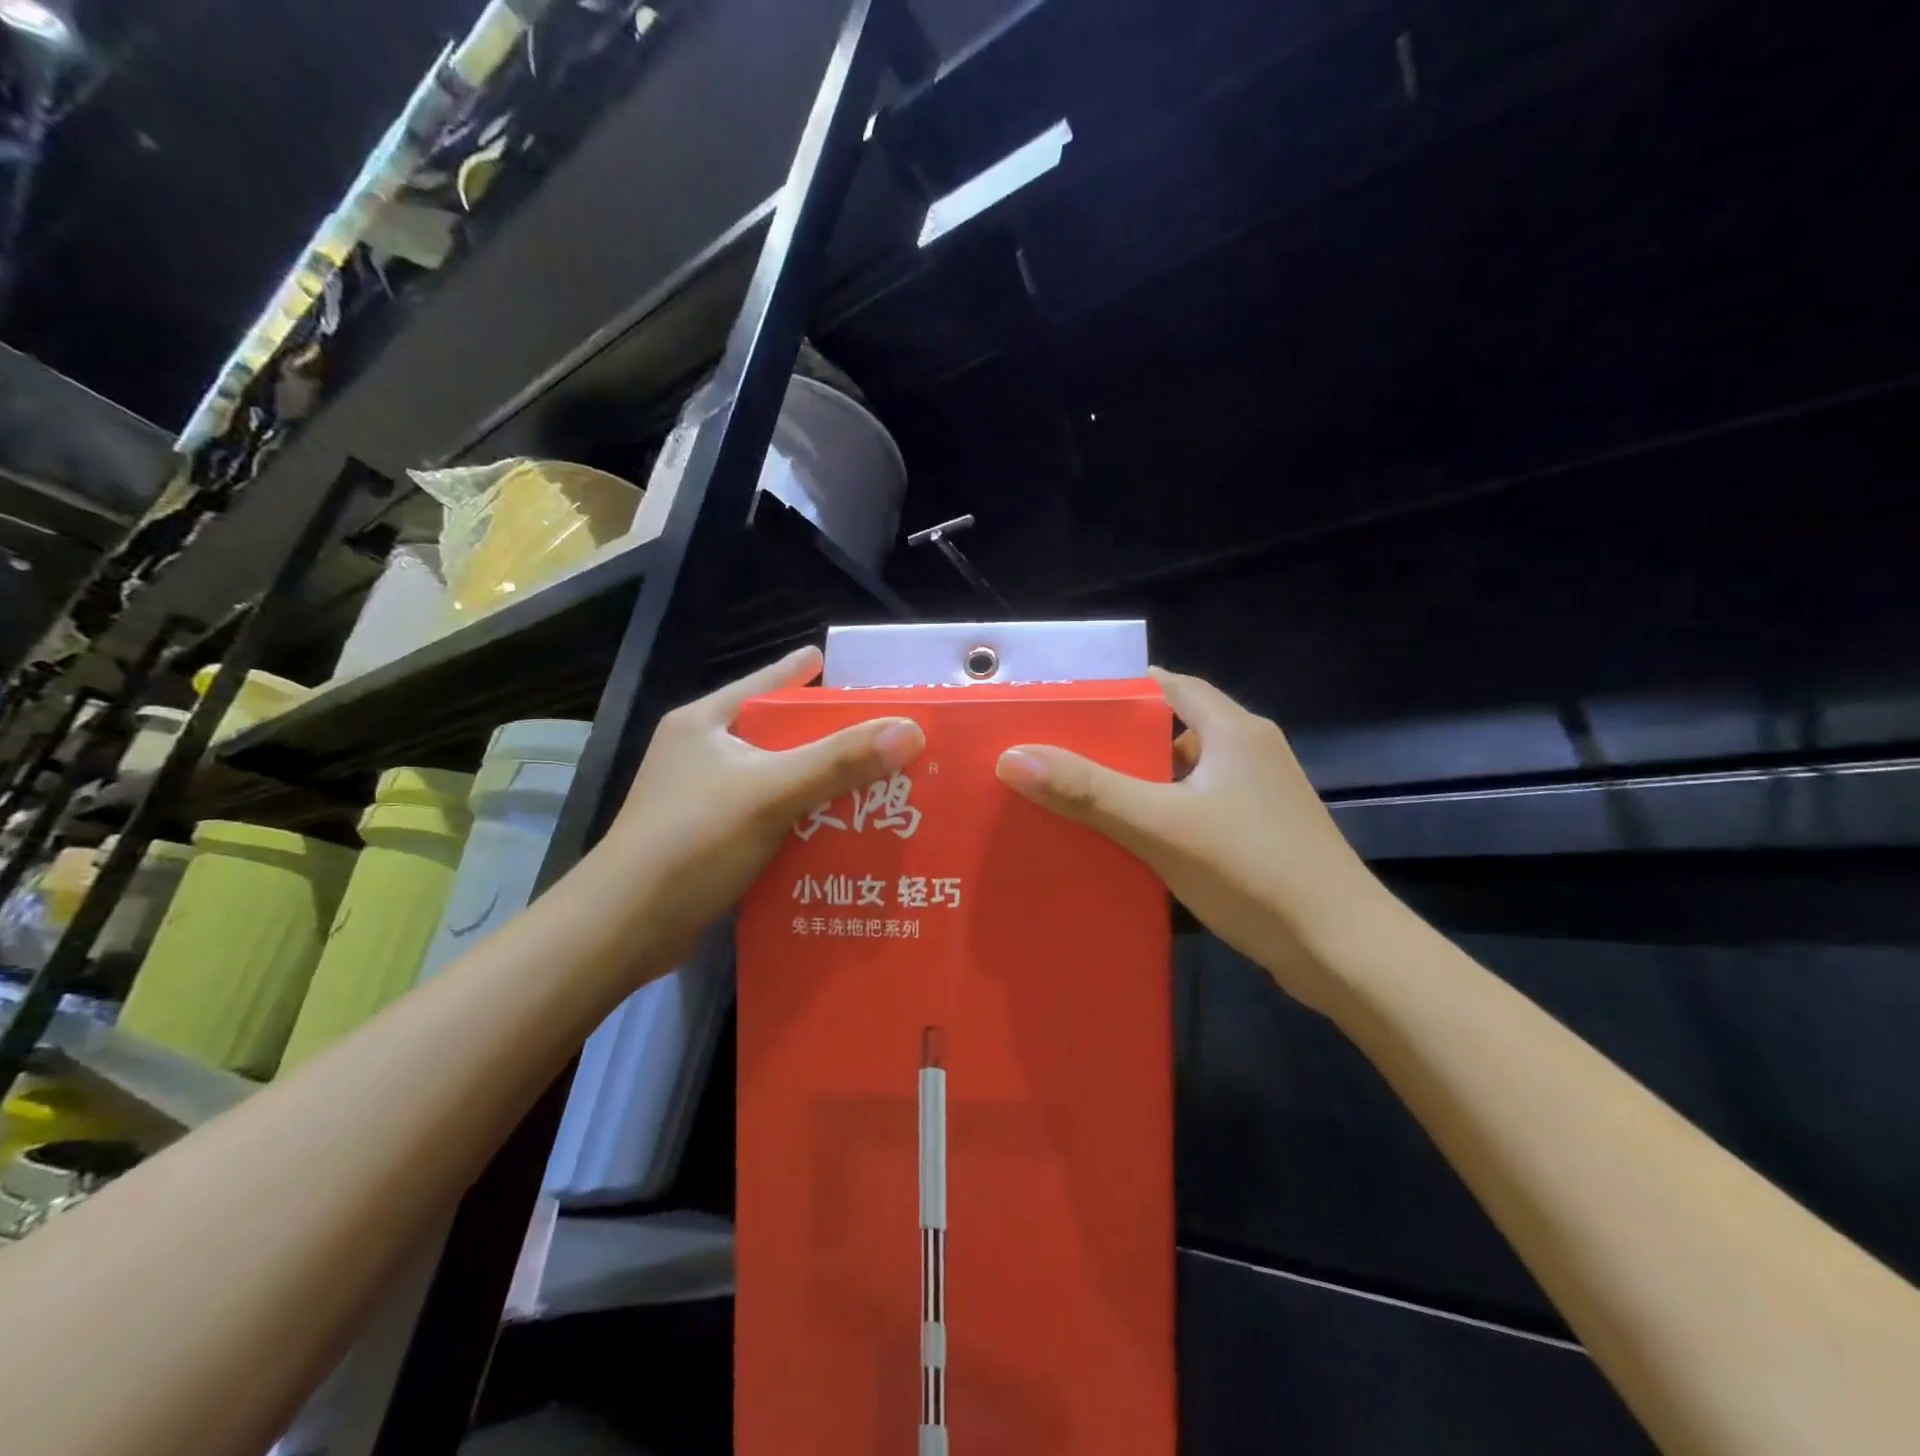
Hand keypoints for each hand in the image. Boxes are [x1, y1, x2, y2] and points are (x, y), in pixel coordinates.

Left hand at [602, 645, 923, 968]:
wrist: (623, 928)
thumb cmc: (692, 841)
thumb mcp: (771, 792)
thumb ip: (840, 761)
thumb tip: (911, 730)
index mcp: (705, 723)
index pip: (765, 682)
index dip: (803, 674)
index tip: (839, 668)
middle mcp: (701, 754)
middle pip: (777, 734)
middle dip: (827, 737)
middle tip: (880, 737)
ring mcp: (701, 799)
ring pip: (776, 779)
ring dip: (819, 784)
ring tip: (874, 785)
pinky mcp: (708, 841)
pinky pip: (769, 818)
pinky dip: (802, 822)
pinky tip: (839, 834)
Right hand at [995, 668, 1393, 1012]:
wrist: (1346, 953)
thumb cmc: (1254, 871)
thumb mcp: (1161, 826)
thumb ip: (1088, 791)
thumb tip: (1013, 756)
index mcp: (1234, 730)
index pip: (1168, 686)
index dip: (1118, 690)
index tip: (1065, 705)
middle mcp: (1249, 752)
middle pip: (1171, 730)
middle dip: (1116, 742)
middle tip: (1057, 754)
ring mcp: (1258, 797)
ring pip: (1182, 776)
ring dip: (1136, 784)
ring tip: (1076, 796)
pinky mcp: (1258, 835)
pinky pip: (1195, 810)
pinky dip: (1159, 816)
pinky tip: (1124, 842)